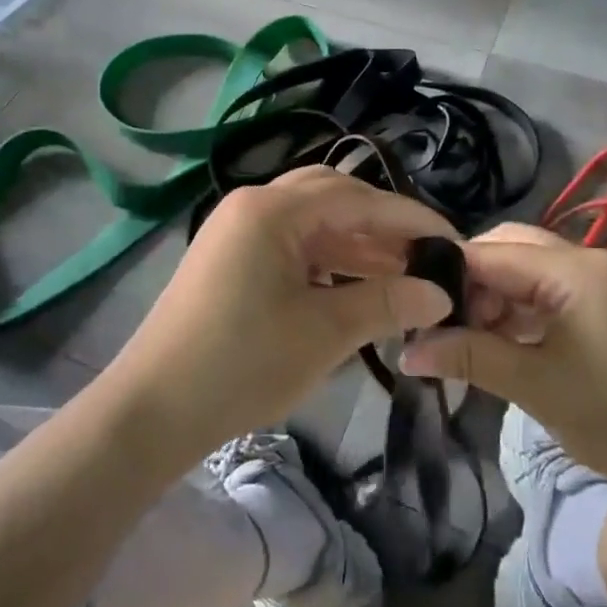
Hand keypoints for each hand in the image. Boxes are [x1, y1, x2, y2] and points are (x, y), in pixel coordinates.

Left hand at [98, 168, 457, 470]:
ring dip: (355, 244)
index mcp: (271, 209)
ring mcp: (236, 229)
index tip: (453, 241)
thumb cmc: (243, 364)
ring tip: (399, 276)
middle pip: (332, 197)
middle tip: (424, 256)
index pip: (357, 198)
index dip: (410, 219)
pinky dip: (326, 260)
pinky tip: (354, 286)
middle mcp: (252, 204)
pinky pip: (290, 244)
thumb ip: (386, 304)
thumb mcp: (323, 333)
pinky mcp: (230, 257)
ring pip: (311, 222)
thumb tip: (441, 294)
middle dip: (381, 225)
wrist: (153, 409)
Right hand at [397, 224, 606, 506]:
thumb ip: (468, 356)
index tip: (414, 300)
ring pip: (533, 272)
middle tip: (442, 322)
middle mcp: (594, 261)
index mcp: (578, 268)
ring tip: (467, 339)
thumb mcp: (534, 384)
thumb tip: (405, 352)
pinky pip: (556, 293)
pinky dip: (526, 312)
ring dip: (498, 299)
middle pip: (514, 251)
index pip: (494, 253)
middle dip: (473, 283)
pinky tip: (504, 343)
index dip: (450, 274)